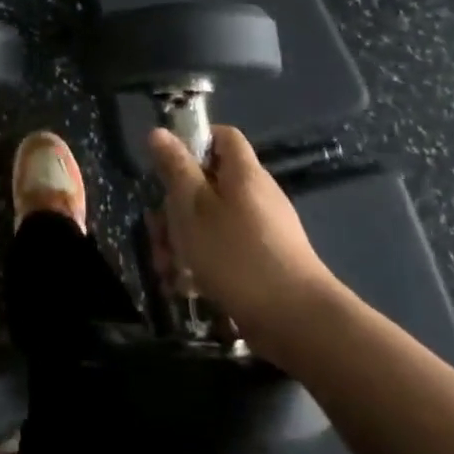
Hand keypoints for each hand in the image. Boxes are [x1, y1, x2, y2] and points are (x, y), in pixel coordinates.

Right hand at [147, 125, 335, 342]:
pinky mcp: (263, 261)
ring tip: (166, 268)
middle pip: (209, 184)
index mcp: (244, 174)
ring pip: (211, 221)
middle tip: (157, 232)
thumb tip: (159, 132)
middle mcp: (256, 196)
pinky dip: (203, 262)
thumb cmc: (236, 254)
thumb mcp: (194, 207)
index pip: (223, 137)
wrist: (295, 321)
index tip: (167, 167)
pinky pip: (225, 249)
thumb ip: (175, 169)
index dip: (194, 142)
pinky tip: (186, 286)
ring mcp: (263, 230)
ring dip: (183, 240)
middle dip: (175, 207)